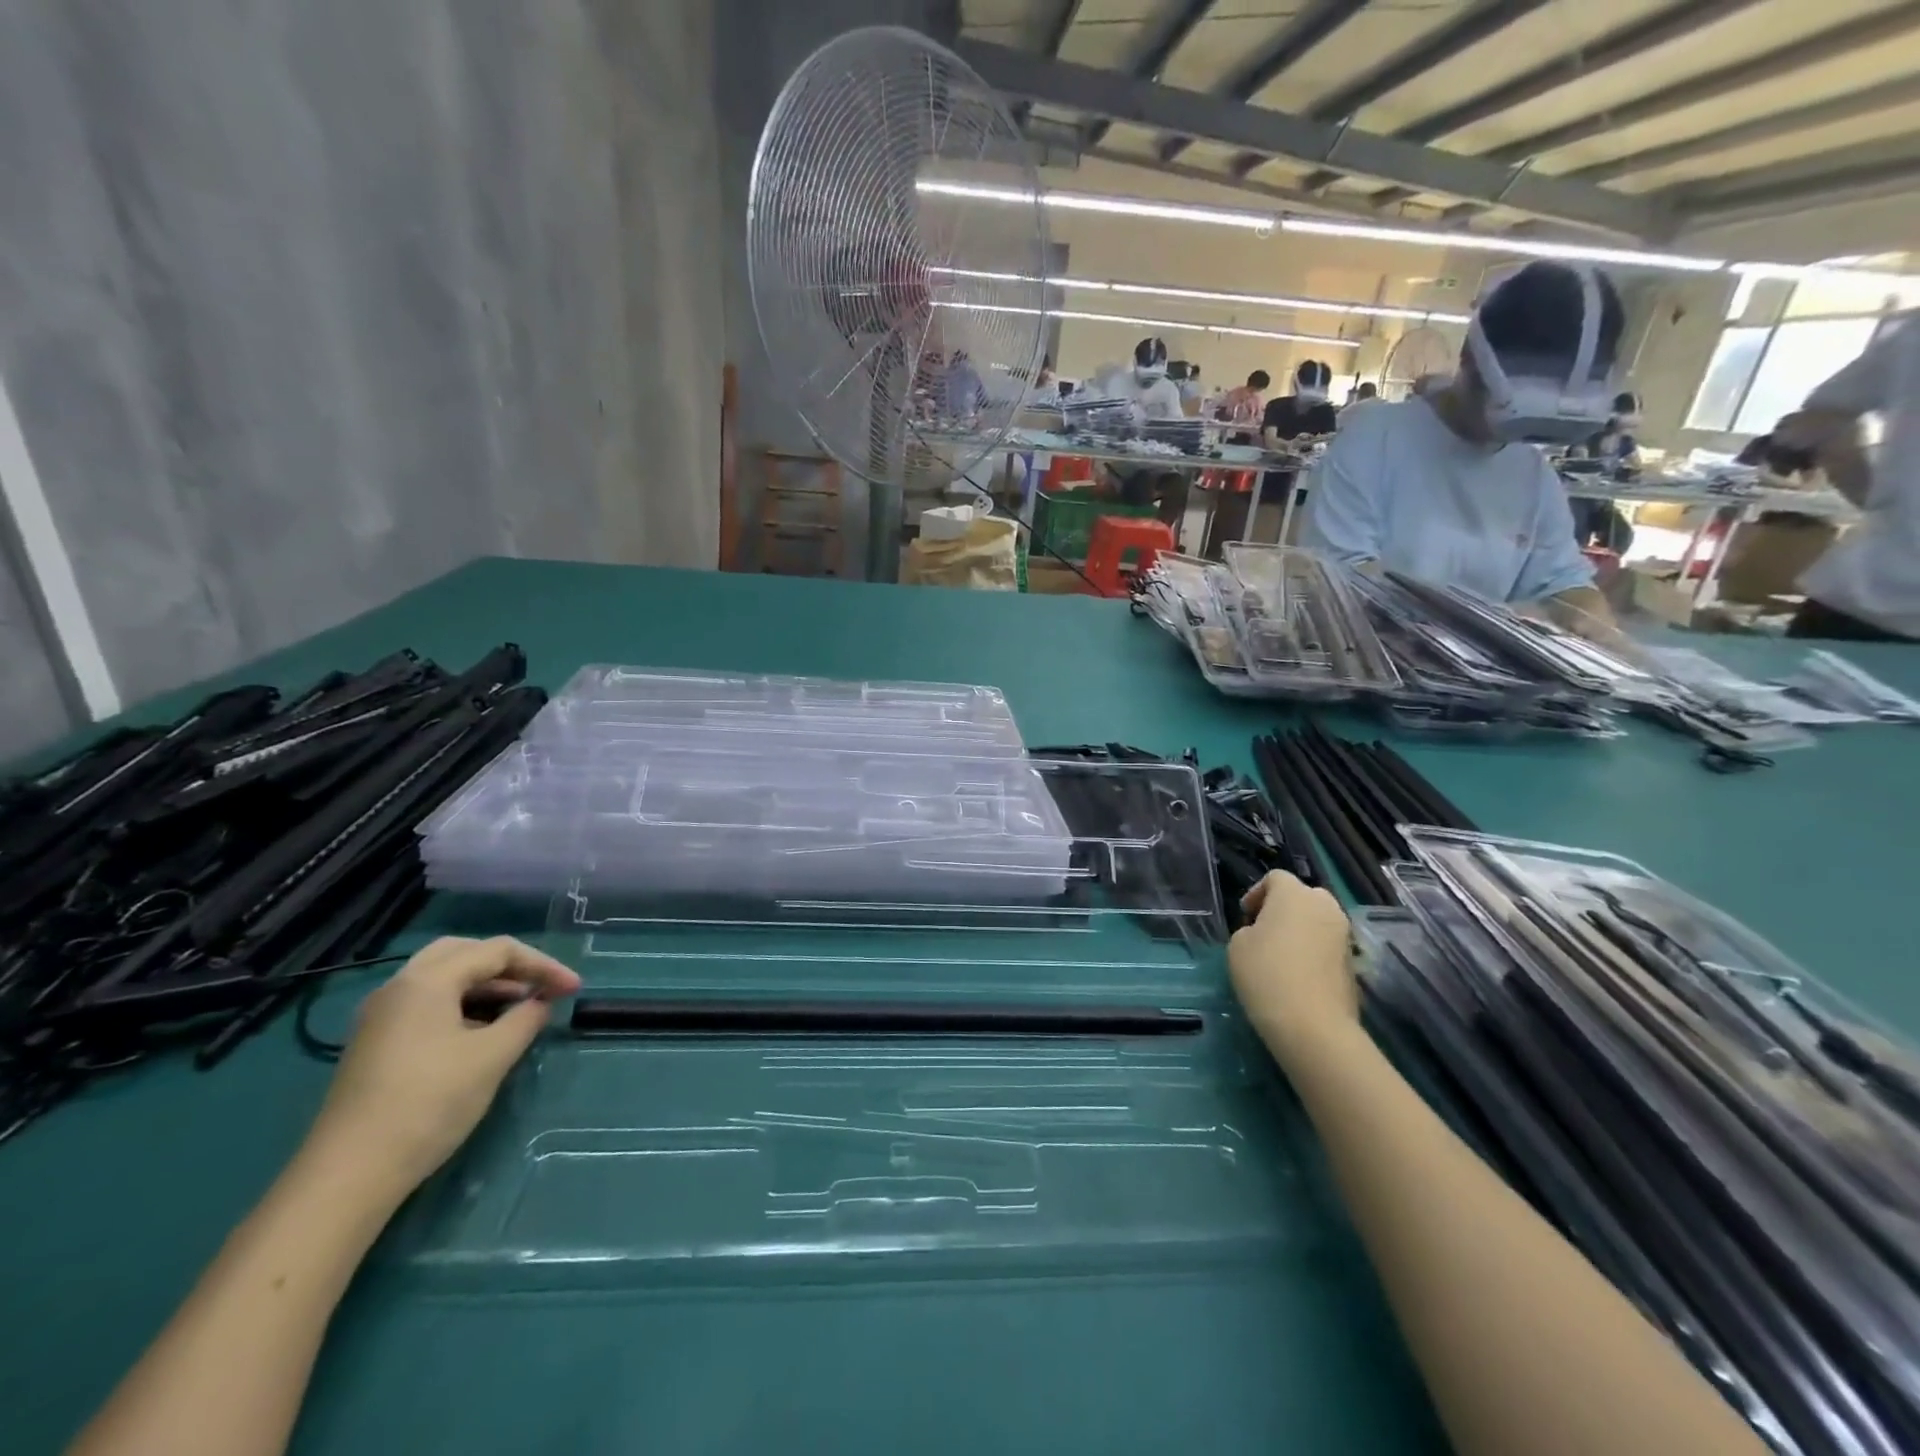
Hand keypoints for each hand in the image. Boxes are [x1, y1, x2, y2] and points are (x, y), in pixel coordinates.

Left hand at [305, 936, 581, 1195]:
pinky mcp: (375, 1044)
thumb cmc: (429, 1103)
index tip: (574, 989)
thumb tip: (541, 1002)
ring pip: (443, 979)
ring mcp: (381, 1017)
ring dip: (486, 986)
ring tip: (520, 1008)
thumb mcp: (492, 1057)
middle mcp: (399, 987)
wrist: (349, 1175)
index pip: (498, 951)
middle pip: (464, 954)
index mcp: (427, 980)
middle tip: (541, 986)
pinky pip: (427, 1004)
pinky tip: (482, 1033)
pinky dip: (462, 1005)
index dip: (542, 965)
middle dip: (510, 966)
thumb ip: (525, 1019)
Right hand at [1228, 872, 1357, 1063]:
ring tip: (1282, 954)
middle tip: (1265, 930)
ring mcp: (1344, 934)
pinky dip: (1314, 951)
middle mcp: (1325, 907)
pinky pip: (1328, 944)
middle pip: (1303, 895)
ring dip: (1301, 929)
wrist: (1312, 1025)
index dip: (1257, 893)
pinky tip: (1298, 974)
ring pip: (1319, 920)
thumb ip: (1250, 928)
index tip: (1245, 917)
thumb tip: (1265, 933)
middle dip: (1284, 908)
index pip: (1276, 877)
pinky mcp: (1354, 962)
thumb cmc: (1266, 974)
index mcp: (1294, 895)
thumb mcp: (1238, 945)